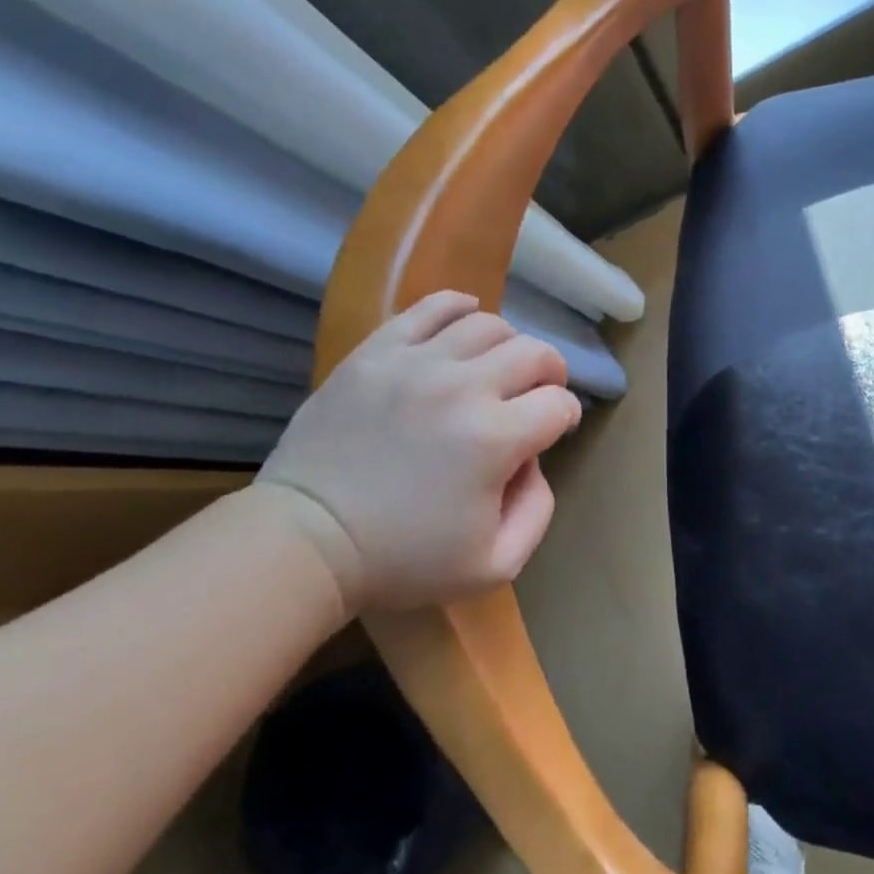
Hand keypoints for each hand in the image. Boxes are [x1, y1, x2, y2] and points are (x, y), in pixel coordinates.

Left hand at [258, 291, 582, 612]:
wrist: (308, 538)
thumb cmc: (401, 559)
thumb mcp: (494, 566)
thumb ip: (537, 510)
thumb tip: (534, 459)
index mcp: (495, 439)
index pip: (558, 404)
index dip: (565, 416)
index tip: (552, 431)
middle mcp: (463, 387)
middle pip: (534, 353)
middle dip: (549, 372)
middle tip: (538, 392)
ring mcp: (417, 362)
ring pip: (488, 324)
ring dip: (509, 344)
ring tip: (498, 366)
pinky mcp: (378, 351)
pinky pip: (431, 308)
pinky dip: (460, 307)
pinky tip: (467, 322)